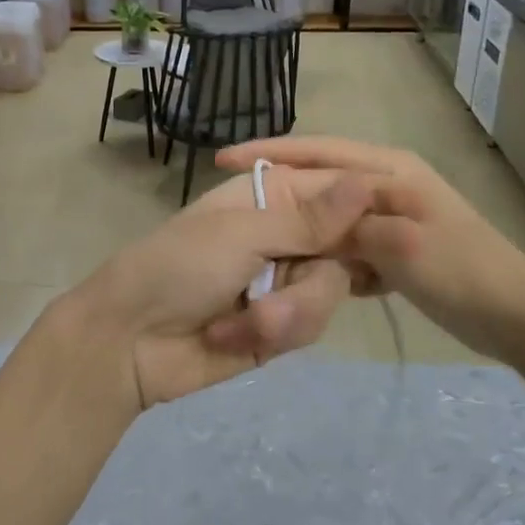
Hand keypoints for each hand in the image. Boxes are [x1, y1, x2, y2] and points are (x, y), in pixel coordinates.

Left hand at [52, 168, 373, 417]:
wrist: (128, 342)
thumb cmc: (176, 268)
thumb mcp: (241, 235)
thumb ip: (308, 220)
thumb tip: (367, 183)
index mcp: (272, 197)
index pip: (338, 192)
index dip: (366, 212)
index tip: (396, 231)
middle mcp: (285, 235)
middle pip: (347, 250)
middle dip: (312, 282)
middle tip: (279, 292)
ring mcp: (284, 282)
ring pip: (330, 293)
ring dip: (286, 314)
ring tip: (241, 323)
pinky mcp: (280, 326)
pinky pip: (309, 326)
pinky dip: (274, 334)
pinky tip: (230, 338)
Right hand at [215, 136, 524, 364]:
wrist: (517, 317)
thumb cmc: (462, 273)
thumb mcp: (402, 245)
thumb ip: (350, 224)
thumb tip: (305, 214)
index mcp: (390, 170)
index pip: (317, 153)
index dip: (270, 154)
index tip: (223, 161)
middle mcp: (387, 183)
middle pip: (318, 180)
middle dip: (279, 192)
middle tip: (234, 207)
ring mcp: (391, 215)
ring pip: (328, 217)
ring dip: (302, 231)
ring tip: (264, 245)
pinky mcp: (393, 246)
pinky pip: (344, 244)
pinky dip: (327, 256)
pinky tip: (311, 274)